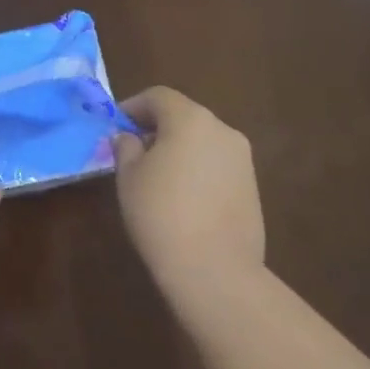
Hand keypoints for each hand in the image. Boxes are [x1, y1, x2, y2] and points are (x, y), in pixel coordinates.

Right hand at [114, 88, 265, 321]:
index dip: (133, 107)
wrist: (216, 271)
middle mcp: (222, 130)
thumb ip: (126, 148)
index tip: (116, 127)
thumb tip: (129, 138)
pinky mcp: (253, 188)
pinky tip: (183, 199)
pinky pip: (217, 166)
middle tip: (134, 151)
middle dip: (157, 128)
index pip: (158, 96)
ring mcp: (242, 160)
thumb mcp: (128, 177)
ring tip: (158, 178)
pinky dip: (198, 170)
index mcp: (190, 118)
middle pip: (183, 116)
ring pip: (203, 141)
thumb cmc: (161, 214)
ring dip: (180, 149)